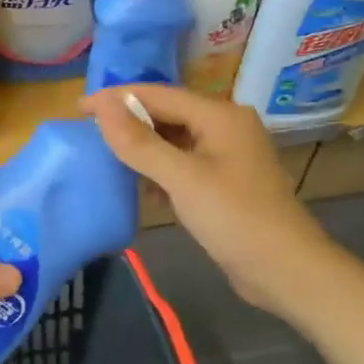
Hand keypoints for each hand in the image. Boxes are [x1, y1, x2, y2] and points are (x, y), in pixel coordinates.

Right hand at [85, 84, 324, 315]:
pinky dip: (161, 170)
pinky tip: (143, 187)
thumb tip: (101, 105)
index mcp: (220, 115)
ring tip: (107, 159)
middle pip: (167, 113)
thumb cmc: (235, 218)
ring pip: (174, 140)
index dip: (117, 98)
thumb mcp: (182, 178)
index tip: (78, 109)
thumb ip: (139, 142)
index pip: (158, 94)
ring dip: (144, 148)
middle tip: (88, 134)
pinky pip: (183, 163)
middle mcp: (225, 126)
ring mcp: (227, 154)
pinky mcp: (225, 181)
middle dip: (129, 122)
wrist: (285, 270)